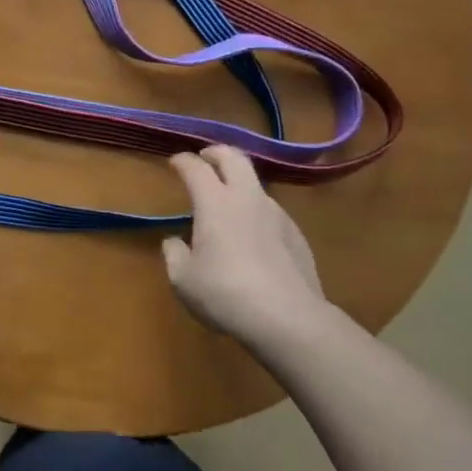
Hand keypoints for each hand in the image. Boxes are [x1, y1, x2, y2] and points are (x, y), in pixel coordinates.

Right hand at [163, 147, 331, 360]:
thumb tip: (174, 242)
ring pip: (255, 183)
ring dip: (238, 182)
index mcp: (214, 202)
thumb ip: (174, 254)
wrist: (288, 318)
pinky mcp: (296, 234)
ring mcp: (276, 213)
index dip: (183, 160)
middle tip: (205, 158)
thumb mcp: (183, 280)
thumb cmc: (226, 294)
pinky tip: (253, 235)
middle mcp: (247, 197)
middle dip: (216, 152)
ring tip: (228, 201)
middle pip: (233, 157)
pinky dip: (256, 211)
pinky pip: (271, 211)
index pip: (195, 168)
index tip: (175, 161)